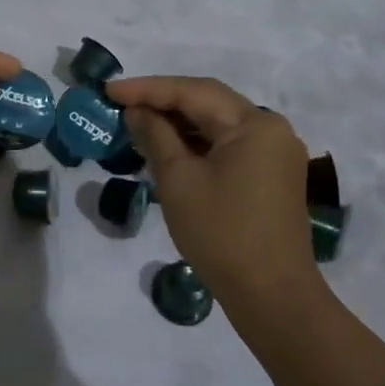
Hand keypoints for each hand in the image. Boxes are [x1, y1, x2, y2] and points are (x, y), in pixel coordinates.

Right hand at [109, 76, 313, 304]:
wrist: (271, 297)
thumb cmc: (221, 234)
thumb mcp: (178, 180)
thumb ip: (156, 136)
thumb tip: (137, 111)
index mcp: (254, 124)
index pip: (193, 92)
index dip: (147, 88)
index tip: (109, 90)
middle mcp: (271, 129)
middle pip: (209, 102)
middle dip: (162, 101)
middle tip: (120, 102)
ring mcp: (275, 153)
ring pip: (218, 124)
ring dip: (178, 122)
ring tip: (136, 122)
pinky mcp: (272, 175)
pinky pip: (228, 145)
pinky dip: (197, 143)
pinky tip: (167, 147)